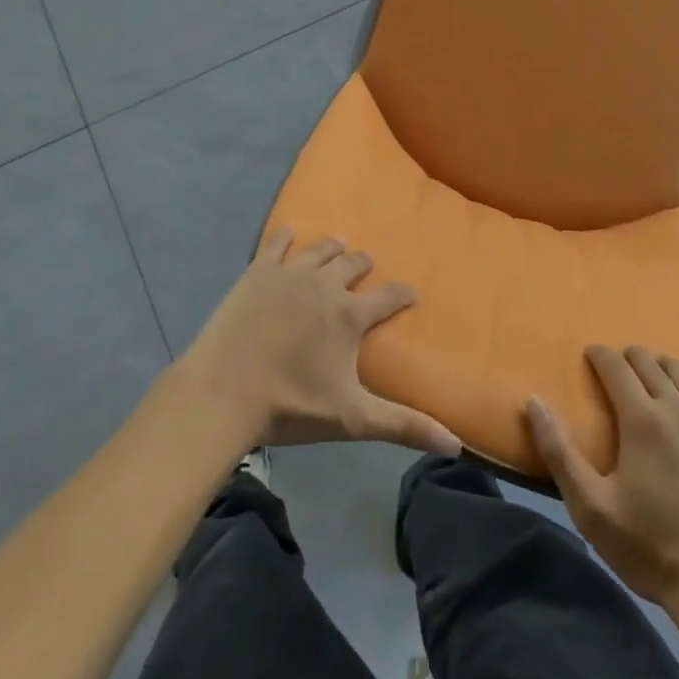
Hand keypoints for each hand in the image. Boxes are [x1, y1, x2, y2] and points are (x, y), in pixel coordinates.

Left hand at [179, 227, 460, 456]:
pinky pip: (277, 243)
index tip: (411, 293)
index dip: (403, 294)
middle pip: (353, 263)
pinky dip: (286, 237)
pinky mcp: (258, 271)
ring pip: (319, 249)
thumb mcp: (352, 418)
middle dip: (364, 264)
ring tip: (338, 245)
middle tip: (367, 266)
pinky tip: (289, 233)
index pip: (389, 296)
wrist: (224, 392)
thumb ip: (403, 426)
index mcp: (349, 314)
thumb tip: (455, 444)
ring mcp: (289, 273)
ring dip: (332, 247)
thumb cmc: (290, 406)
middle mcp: (324, 283)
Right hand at [528, 345, 678, 616]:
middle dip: (629, 359)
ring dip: (664, 371)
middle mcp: (678, 409)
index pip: (615, 365)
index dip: (599, 355)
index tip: (590, 356)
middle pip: (650, 362)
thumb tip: (534, 401)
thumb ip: (559, 452)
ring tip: (654, 384)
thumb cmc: (651, 547)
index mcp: (642, 419)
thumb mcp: (591, 508)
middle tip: (617, 373)